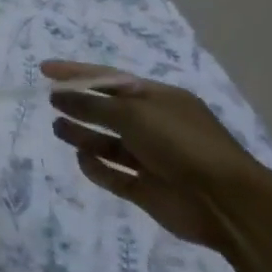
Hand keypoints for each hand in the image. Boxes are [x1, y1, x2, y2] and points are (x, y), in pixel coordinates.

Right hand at [43, 59, 271, 252]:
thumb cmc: (181, 143)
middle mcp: (154, 125)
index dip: (76, 73)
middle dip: (79, 105)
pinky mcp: (147, 189)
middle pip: (108, 111)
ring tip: (57, 130)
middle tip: (50, 101)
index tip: (45, 69)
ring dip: (83, 135)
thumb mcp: (134, 113)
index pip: (110, 79)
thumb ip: (92, 104)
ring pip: (108, 143)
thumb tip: (59, 94)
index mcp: (158, 99)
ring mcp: (151, 159)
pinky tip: (82, 159)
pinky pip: (114, 175)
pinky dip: (97, 168)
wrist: (226, 202)